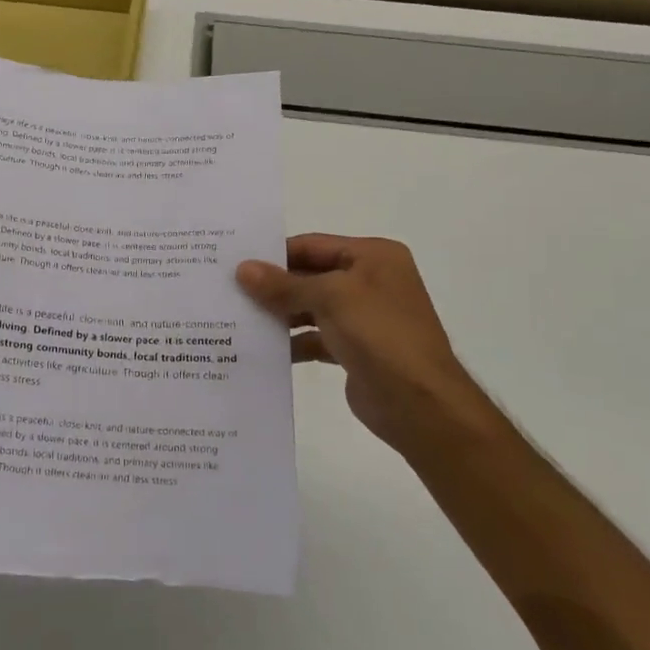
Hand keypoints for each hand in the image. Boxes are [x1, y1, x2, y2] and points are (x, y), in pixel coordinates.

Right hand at [237, 234, 488, 454]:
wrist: (420, 404)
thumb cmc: (380, 335)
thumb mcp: (330, 298)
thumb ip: (284, 285)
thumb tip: (243, 269)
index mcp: (373, 256)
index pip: (313, 245)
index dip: (275, 254)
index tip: (235, 263)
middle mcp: (370, 281)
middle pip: (310, 275)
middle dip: (274, 285)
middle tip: (229, 291)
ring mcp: (363, 317)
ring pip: (310, 308)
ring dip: (279, 314)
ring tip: (238, 318)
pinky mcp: (354, 350)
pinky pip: (315, 338)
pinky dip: (292, 341)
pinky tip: (262, 349)